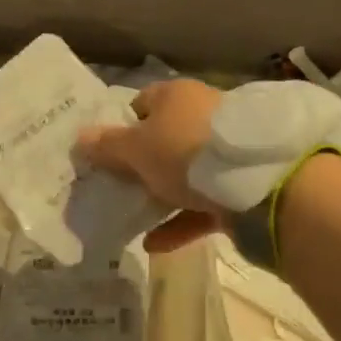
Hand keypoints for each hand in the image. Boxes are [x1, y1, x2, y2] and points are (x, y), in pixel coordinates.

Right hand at [76, 79, 225, 252]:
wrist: (260, 183)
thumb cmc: (186, 152)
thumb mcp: (137, 149)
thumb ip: (107, 146)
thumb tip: (79, 137)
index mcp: (177, 96)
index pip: (142, 103)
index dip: (123, 127)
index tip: (107, 154)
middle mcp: (203, 115)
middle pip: (164, 139)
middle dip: (142, 164)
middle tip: (118, 187)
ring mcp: (226, 152)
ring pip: (185, 173)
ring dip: (161, 195)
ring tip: (134, 218)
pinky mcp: (241, 185)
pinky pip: (203, 203)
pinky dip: (181, 222)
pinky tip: (156, 244)